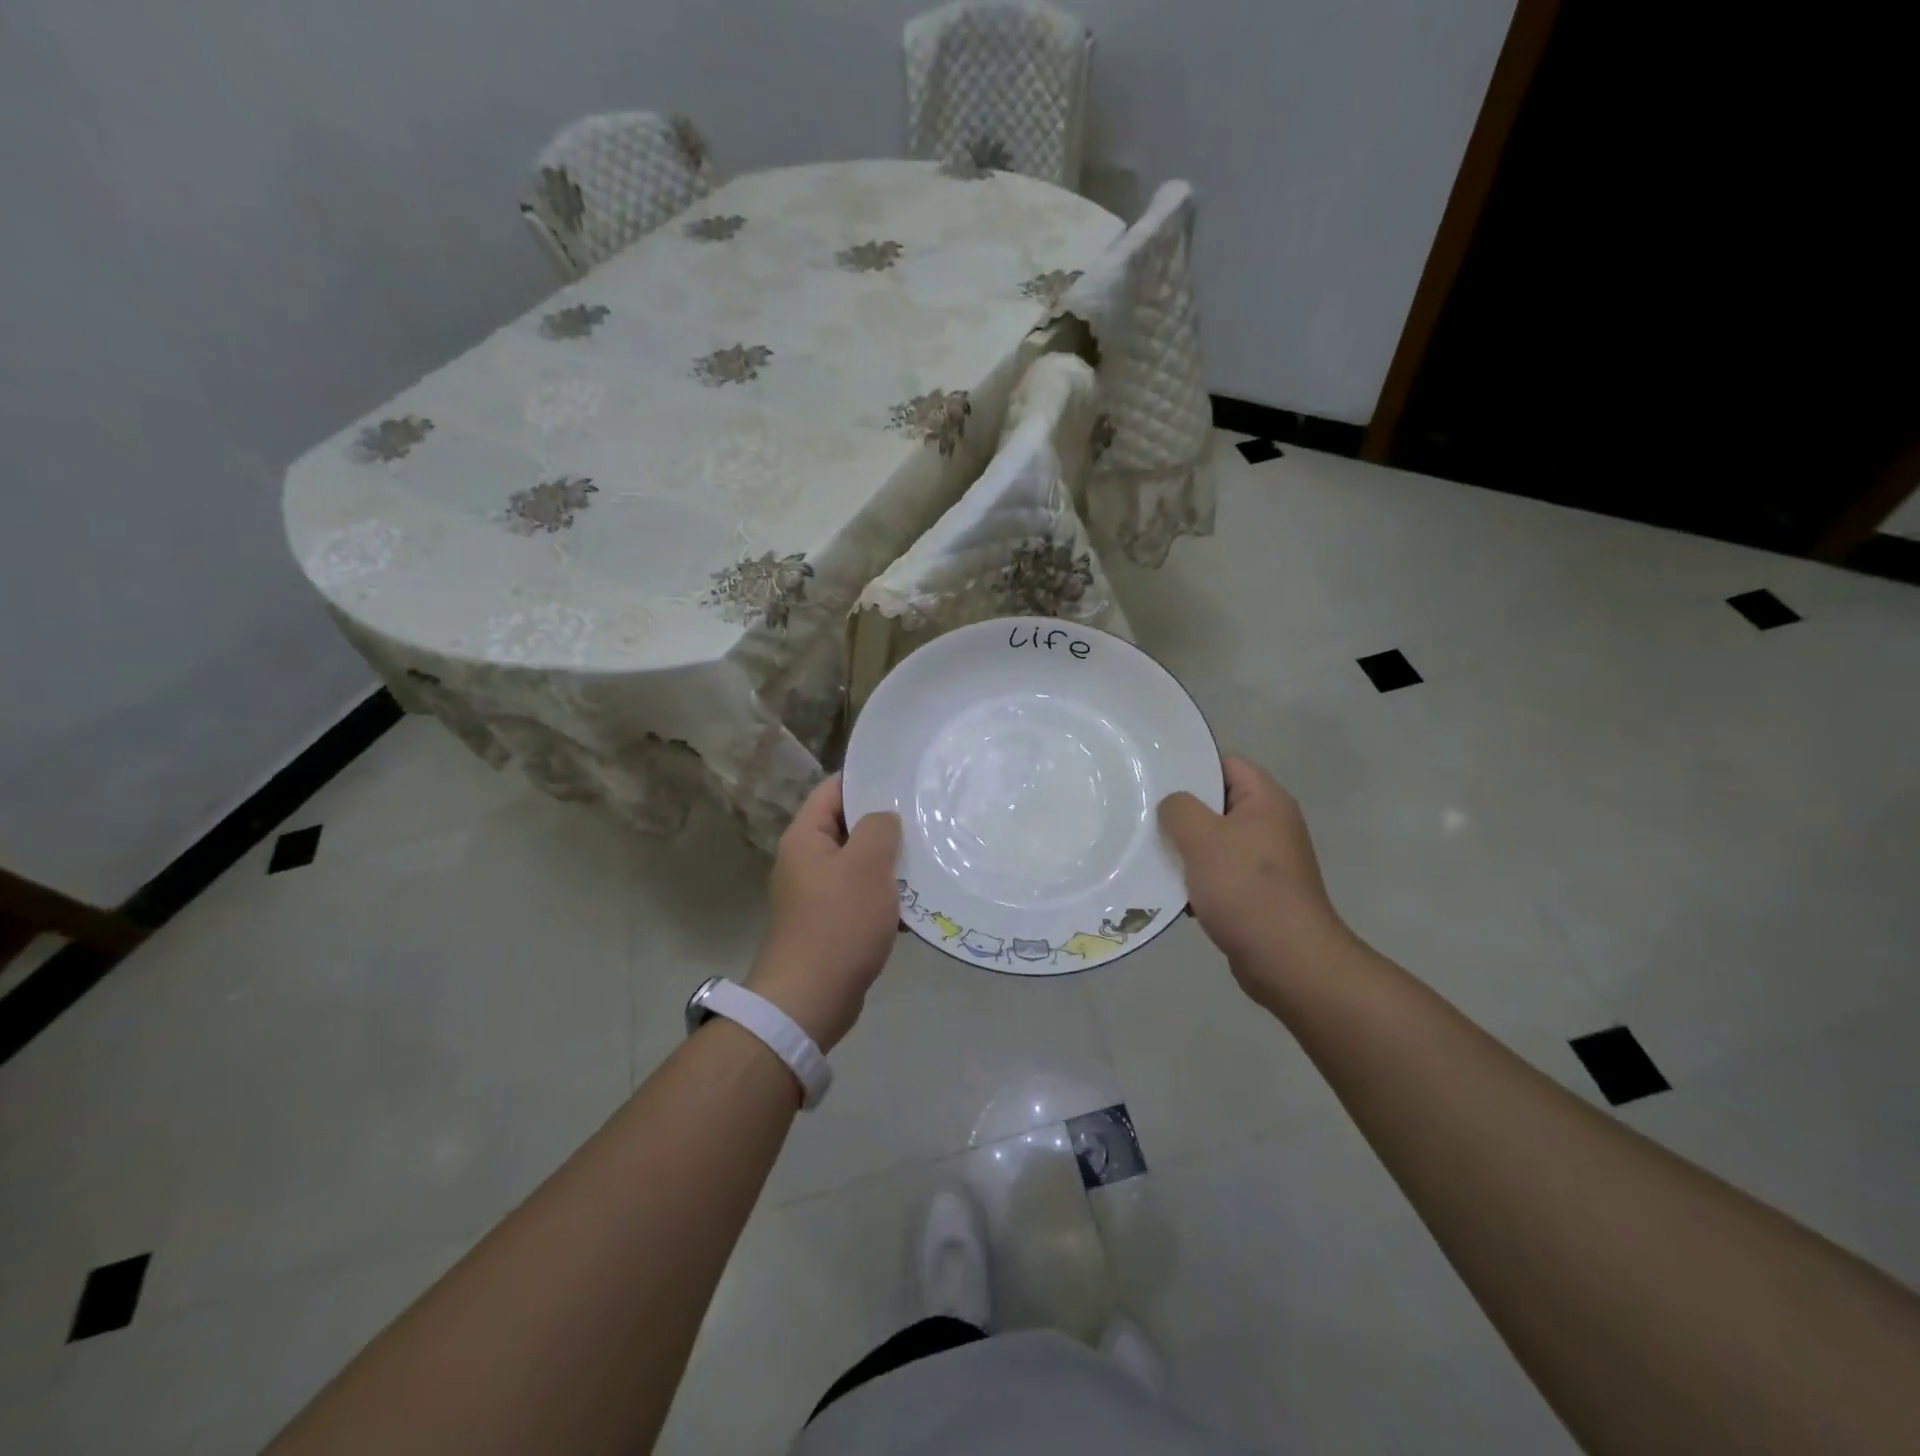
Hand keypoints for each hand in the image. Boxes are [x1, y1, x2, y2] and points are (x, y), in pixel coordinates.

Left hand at [746, 774, 902, 1052]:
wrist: (811, 998)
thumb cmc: (839, 923)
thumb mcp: (866, 865)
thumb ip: (879, 828)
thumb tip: (884, 818)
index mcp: (806, 837)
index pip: (833, 790)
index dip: (865, 778)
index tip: (902, 775)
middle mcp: (806, 860)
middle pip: (848, 826)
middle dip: (885, 822)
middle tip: (925, 815)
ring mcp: (817, 894)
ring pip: (859, 863)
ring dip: (890, 861)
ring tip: (929, 854)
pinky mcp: (831, 923)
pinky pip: (862, 896)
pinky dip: (886, 895)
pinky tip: (919, 899)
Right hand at [1158, 756, 1351, 1007]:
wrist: (1287, 960)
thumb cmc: (1246, 888)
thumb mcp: (1203, 838)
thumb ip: (1179, 809)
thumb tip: (1172, 805)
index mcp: (1266, 801)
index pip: (1225, 764)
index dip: (1191, 766)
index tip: (1154, 777)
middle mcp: (1270, 824)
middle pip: (1217, 803)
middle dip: (1181, 811)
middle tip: (1143, 815)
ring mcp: (1265, 861)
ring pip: (1214, 841)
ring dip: (1185, 849)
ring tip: (1149, 852)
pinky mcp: (1257, 892)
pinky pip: (1219, 873)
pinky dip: (1196, 879)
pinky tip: (1170, 890)